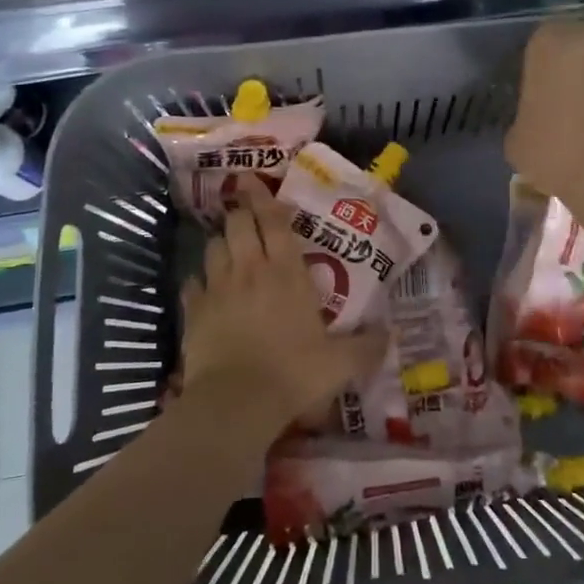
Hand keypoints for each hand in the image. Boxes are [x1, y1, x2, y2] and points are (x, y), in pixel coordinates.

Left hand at [180, 183, 387, 438]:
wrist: (237, 403)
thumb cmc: (293, 374)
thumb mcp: (340, 364)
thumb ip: (367, 347)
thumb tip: (391, 336)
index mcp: (287, 272)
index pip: (274, 221)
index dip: (263, 197)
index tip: (252, 180)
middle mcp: (250, 269)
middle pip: (238, 224)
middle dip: (241, 212)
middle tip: (246, 213)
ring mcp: (217, 288)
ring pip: (213, 247)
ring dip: (221, 242)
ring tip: (229, 249)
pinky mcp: (193, 311)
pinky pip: (192, 283)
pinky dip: (198, 281)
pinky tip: (204, 289)